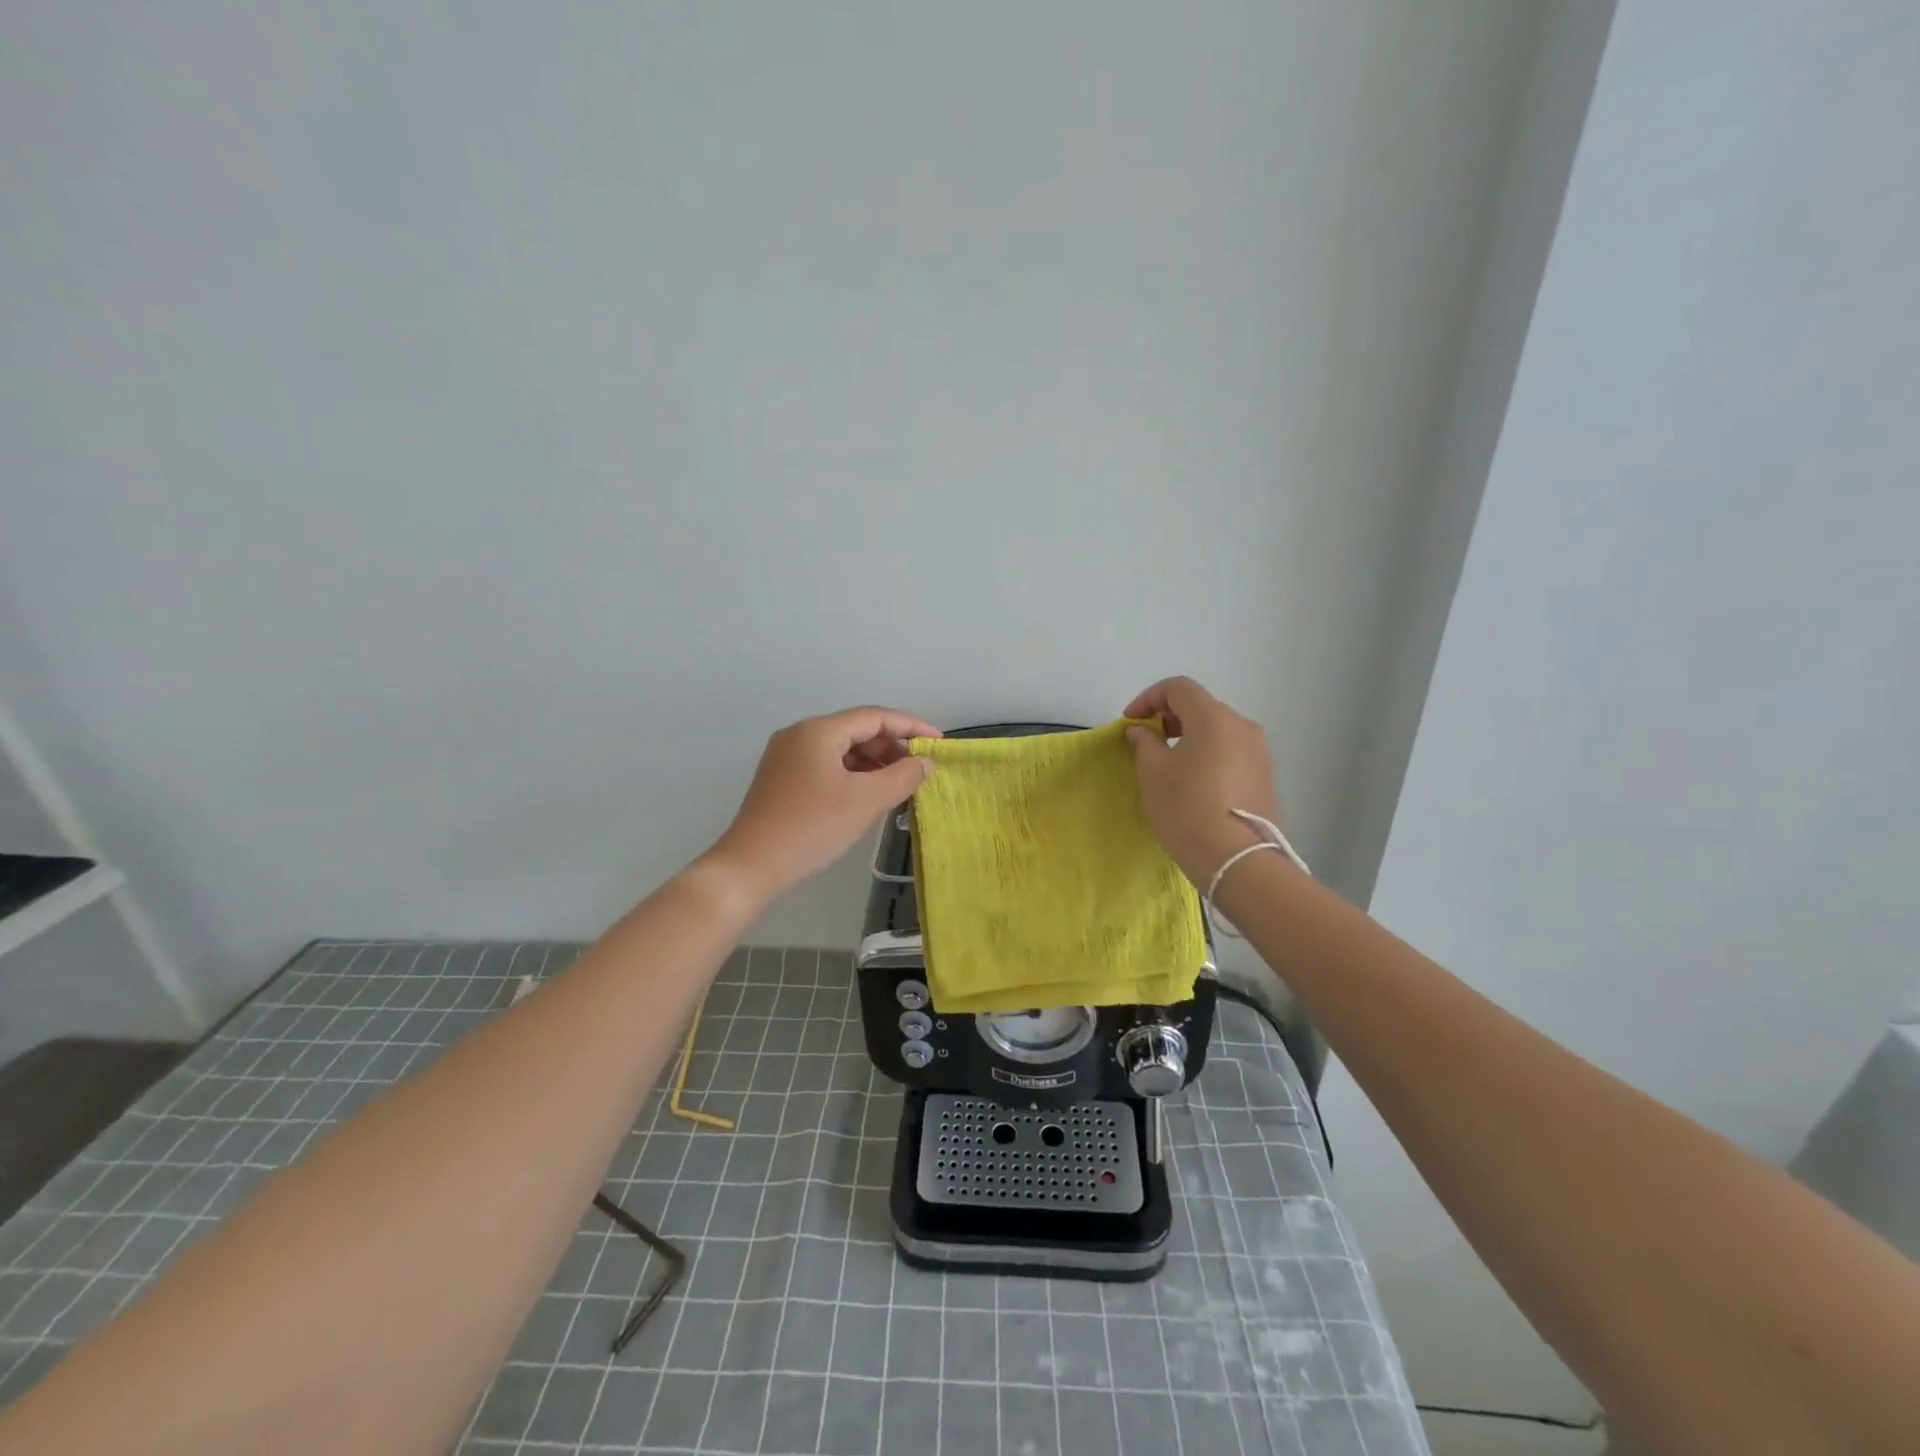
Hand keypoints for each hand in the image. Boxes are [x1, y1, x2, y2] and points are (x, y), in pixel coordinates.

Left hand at [707, 706, 940, 901]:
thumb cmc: (813, 827)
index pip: (874, 717)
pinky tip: (868, 794)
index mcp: (818, 730)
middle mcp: (800, 734)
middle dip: (891, 746)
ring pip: (841, 749)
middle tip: (919, 768)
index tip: (938, 742)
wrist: (751, 865)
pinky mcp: (782, 778)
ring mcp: (787, 756)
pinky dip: (852, 774)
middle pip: (856, 729)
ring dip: (873, 762)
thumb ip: (902, 776)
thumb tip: (923, 762)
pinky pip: (826, 765)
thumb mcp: (866, 801)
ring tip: (899, 783)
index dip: (911, 726)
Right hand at [1123, 677, 1278, 885]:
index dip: (1148, 698)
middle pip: (1200, 706)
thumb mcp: (1152, 772)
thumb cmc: (1185, 807)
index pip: (1178, 687)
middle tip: (1146, 742)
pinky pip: (1231, 753)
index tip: (1130, 722)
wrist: (1235, 859)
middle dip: (1168, 717)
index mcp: (1213, 717)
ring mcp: (1259, 752)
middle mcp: (1242, 725)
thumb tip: (1143, 731)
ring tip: (1169, 764)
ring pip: (1217, 731)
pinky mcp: (1265, 777)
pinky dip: (1208, 755)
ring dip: (1189, 737)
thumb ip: (1144, 742)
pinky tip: (1194, 783)